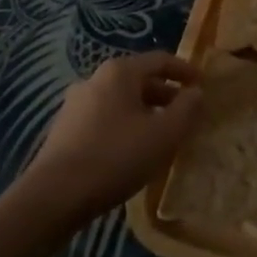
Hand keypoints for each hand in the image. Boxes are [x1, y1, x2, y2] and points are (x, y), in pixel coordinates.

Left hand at [25, 52, 201, 219]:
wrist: (54, 196)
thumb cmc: (116, 156)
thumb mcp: (164, 134)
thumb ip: (187, 109)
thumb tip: (196, 92)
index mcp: (120, 72)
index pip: (160, 60)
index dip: (185, 71)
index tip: (202, 85)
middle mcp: (95, 79)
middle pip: (139, 79)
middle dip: (165, 95)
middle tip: (185, 114)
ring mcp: (75, 104)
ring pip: (121, 100)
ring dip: (145, 112)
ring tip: (161, 135)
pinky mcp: (64, 129)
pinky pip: (104, 117)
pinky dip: (124, 125)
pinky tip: (131, 150)